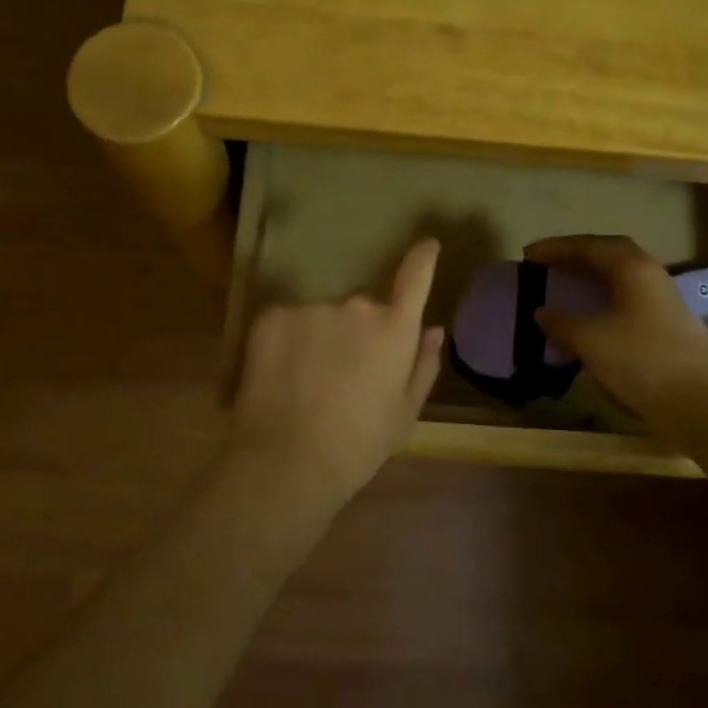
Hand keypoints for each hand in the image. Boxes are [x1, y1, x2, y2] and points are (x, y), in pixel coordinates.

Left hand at [228, 238, 444, 507]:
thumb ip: (423, 365)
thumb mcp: (404, 414)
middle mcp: (357, 307)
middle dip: (355, 333)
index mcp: (394, 329)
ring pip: (320, 316)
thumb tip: (434, 330)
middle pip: (361, 309)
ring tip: (307, 385)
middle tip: (343, 376)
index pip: (415, 277)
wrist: (287, 462)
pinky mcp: (272, 316)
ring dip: (319, 339)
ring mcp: (312, 308)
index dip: (423, 258)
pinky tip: (280, 378)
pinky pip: (286, 321)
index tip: (427, 245)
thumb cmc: (358, 445)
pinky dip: (286, 342)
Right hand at [525, 235, 707, 415]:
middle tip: (549, 264)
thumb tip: (542, 313)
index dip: (556, 248)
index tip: (528, 255)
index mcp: (632, 267)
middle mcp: (651, 274)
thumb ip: (562, 322)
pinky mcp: (669, 324)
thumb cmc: (640, 361)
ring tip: (567, 286)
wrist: (700, 403)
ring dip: (593, 277)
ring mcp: (664, 300)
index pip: (589, 246)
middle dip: (577, 256)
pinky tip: (592, 316)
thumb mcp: (590, 340)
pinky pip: (629, 298)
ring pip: (622, 277)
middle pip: (610, 254)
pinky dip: (605, 299)